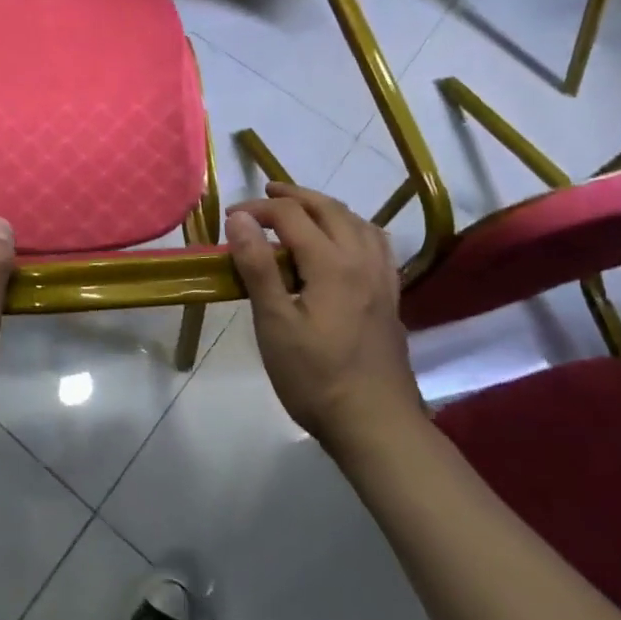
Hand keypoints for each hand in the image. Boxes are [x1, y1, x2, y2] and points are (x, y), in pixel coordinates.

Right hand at [225, 182, 423, 447]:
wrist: (375, 424)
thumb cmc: (315, 377)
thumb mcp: (275, 323)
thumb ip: (257, 266)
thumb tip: (239, 219)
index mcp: (332, 263)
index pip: (292, 216)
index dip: (258, 210)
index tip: (230, 218)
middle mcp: (362, 260)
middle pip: (329, 209)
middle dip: (295, 196)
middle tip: (265, 195)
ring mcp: (382, 279)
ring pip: (357, 222)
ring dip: (326, 208)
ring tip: (302, 211)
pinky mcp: (390, 297)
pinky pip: (375, 244)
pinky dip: (353, 228)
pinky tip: (343, 243)